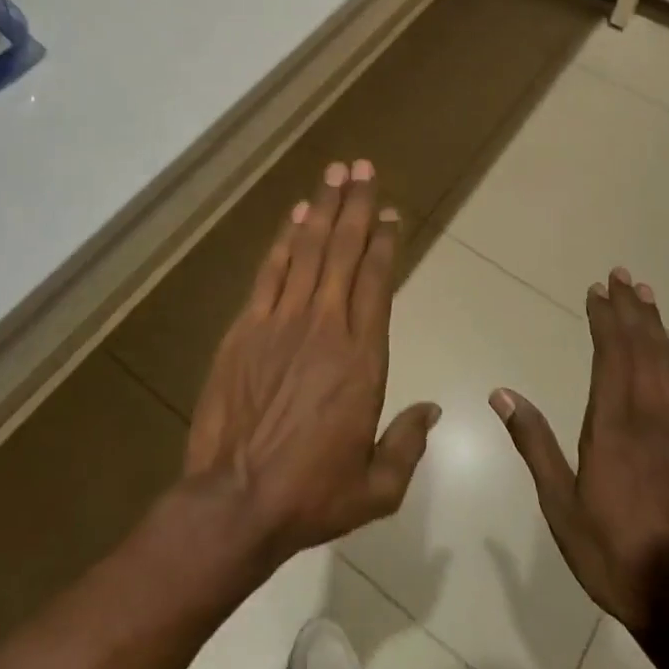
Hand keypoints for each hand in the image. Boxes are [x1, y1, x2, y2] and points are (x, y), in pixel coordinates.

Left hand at [184, 160, 439, 565]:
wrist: (236, 501)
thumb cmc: (312, 495)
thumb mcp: (377, 486)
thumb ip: (408, 443)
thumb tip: (432, 409)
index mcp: (362, 357)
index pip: (378, 281)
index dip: (385, 242)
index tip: (391, 212)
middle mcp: (325, 325)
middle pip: (344, 250)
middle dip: (356, 205)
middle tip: (363, 167)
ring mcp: (281, 321)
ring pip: (308, 250)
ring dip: (322, 208)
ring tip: (334, 173)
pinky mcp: (246, 328)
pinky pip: (270, 272)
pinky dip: (284, 240)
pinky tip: (295, 216)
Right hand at [491, 268, 668, 630]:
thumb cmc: (615, 553)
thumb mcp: (561, 506)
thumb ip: (535, 444)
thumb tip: (502, 393)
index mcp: (616, 425)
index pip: (612, 355)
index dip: (605, 319)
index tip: (597, 290)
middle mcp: (654, 416)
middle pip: (644, 348)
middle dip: (632, 309)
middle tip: (623, 276)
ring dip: (658, 327)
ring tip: (648, 298)